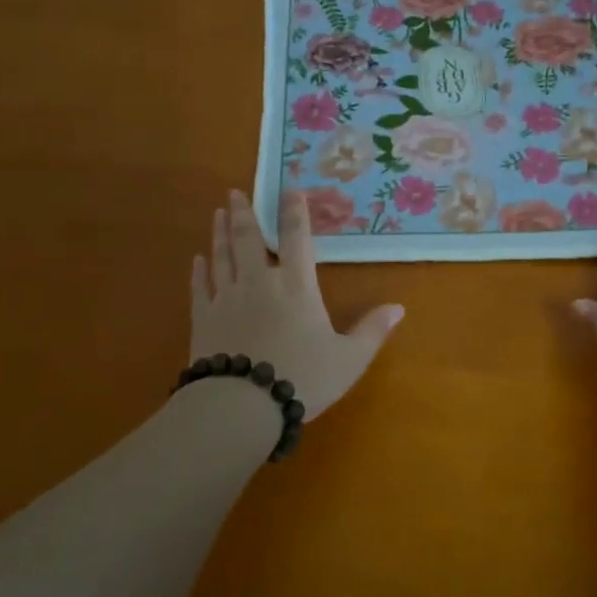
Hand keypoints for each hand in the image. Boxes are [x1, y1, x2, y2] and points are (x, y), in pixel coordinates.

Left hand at [190, 190, 403, 420]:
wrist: (242, 405)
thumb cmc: (302, 378)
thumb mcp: (349, 359)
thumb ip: (372, 331)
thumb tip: (399, 308)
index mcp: (296, 287)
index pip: (296, 239)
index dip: (295, 212)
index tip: (290, 190)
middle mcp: (260, 283)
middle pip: (249, 239)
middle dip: (244, 213)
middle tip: (235, 192)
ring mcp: (227, 298)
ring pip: (222, 256)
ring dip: (220, 233)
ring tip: (219, 213)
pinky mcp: (203, 319)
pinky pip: (199, 287)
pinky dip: (199, 271)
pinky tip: (197, 259)